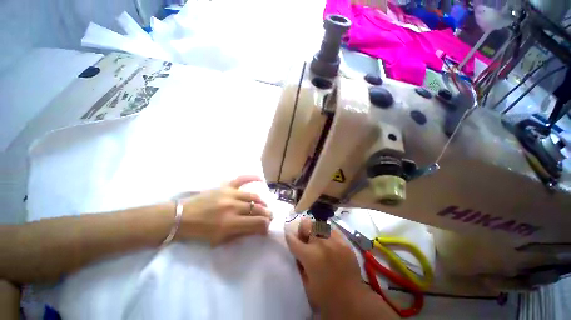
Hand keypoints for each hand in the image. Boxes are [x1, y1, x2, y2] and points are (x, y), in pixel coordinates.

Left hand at [177, 176, 272, 245]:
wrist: (181, 217)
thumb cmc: (200, 231)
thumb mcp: (220, 239)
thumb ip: (240, 233)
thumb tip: (257, 229)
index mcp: (230, 223)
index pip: (256, 222)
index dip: (265, 225)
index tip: (268, 226)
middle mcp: (232, 207)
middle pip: (257, 209)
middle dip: (267, 214)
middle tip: (270, 216)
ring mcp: (229, 194)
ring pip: (253, 196)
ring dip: (262, 202)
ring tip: (265, 206)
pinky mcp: (225, 187)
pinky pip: (241, 179)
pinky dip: (252, 178)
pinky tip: (260, 179)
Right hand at [285, 218, 364, 312]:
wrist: (353, 299)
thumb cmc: (326, 296)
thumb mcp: (306, 284)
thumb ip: (300, 265)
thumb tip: (298, 252)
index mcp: (309, 255)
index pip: (293, 240)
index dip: (289, 237)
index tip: (289, 236)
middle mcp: (320, 243)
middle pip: (306, 224)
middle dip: (303, 230)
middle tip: (305, 238)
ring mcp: (333, 240)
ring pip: (319, 224)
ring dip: (315, 231)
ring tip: (318, 240)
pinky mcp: (344, 242)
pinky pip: (332, 230)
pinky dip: (327, 234)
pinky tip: (329, 243)